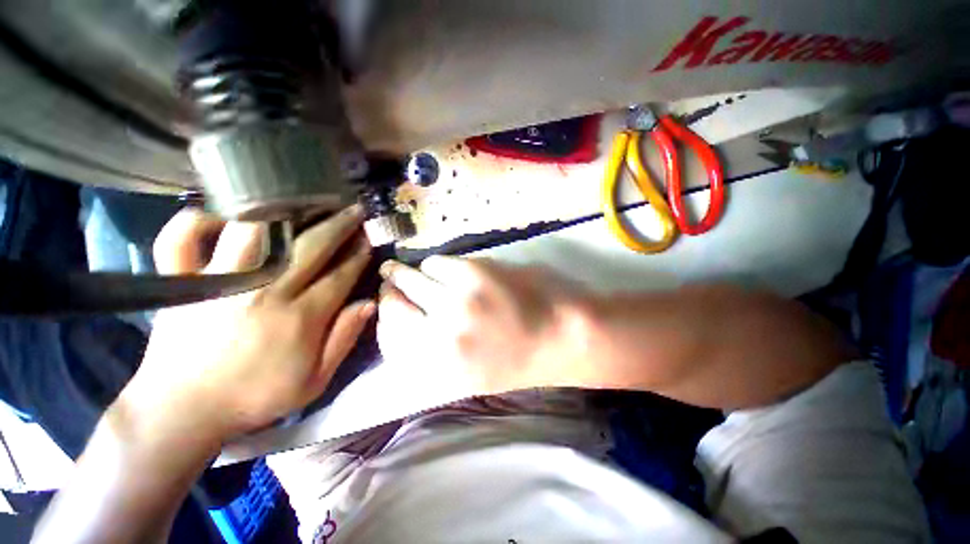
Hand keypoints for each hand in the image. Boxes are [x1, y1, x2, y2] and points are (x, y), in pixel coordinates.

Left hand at [118, 206, 373, 445]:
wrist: (181, 411)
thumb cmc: (254, 398)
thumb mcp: (314, 381)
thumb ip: (344, 339)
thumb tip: (369, 303)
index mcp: (300, 318)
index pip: (341, 275)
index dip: (358, 255)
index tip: (368, 240)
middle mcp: (264, 292)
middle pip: (311, 246)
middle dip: (339, 225)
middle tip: (354, 210)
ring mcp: (219, 282)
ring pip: (255, 230)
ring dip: (284, 213)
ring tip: (302, 203)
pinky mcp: (182, 281)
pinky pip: (181, 238)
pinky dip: (197, 220)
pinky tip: (220, 217)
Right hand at [376, 256, 591, 395]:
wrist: (564, 335)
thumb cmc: (521, 356)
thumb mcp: (471, 372)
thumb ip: (434, 353)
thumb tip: (406, 322)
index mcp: (439, 369)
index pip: (389, 339)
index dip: (384, 319)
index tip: (385, 306)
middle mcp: (440, 338)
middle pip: (393, 307)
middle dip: (389, 291)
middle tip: (390, 281)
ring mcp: (456, 303)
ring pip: (411, 279)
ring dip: (409, 275)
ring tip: (412, 271)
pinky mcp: (473, 274)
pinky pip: (437, 263)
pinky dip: (436, 265)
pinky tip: (446, 269)